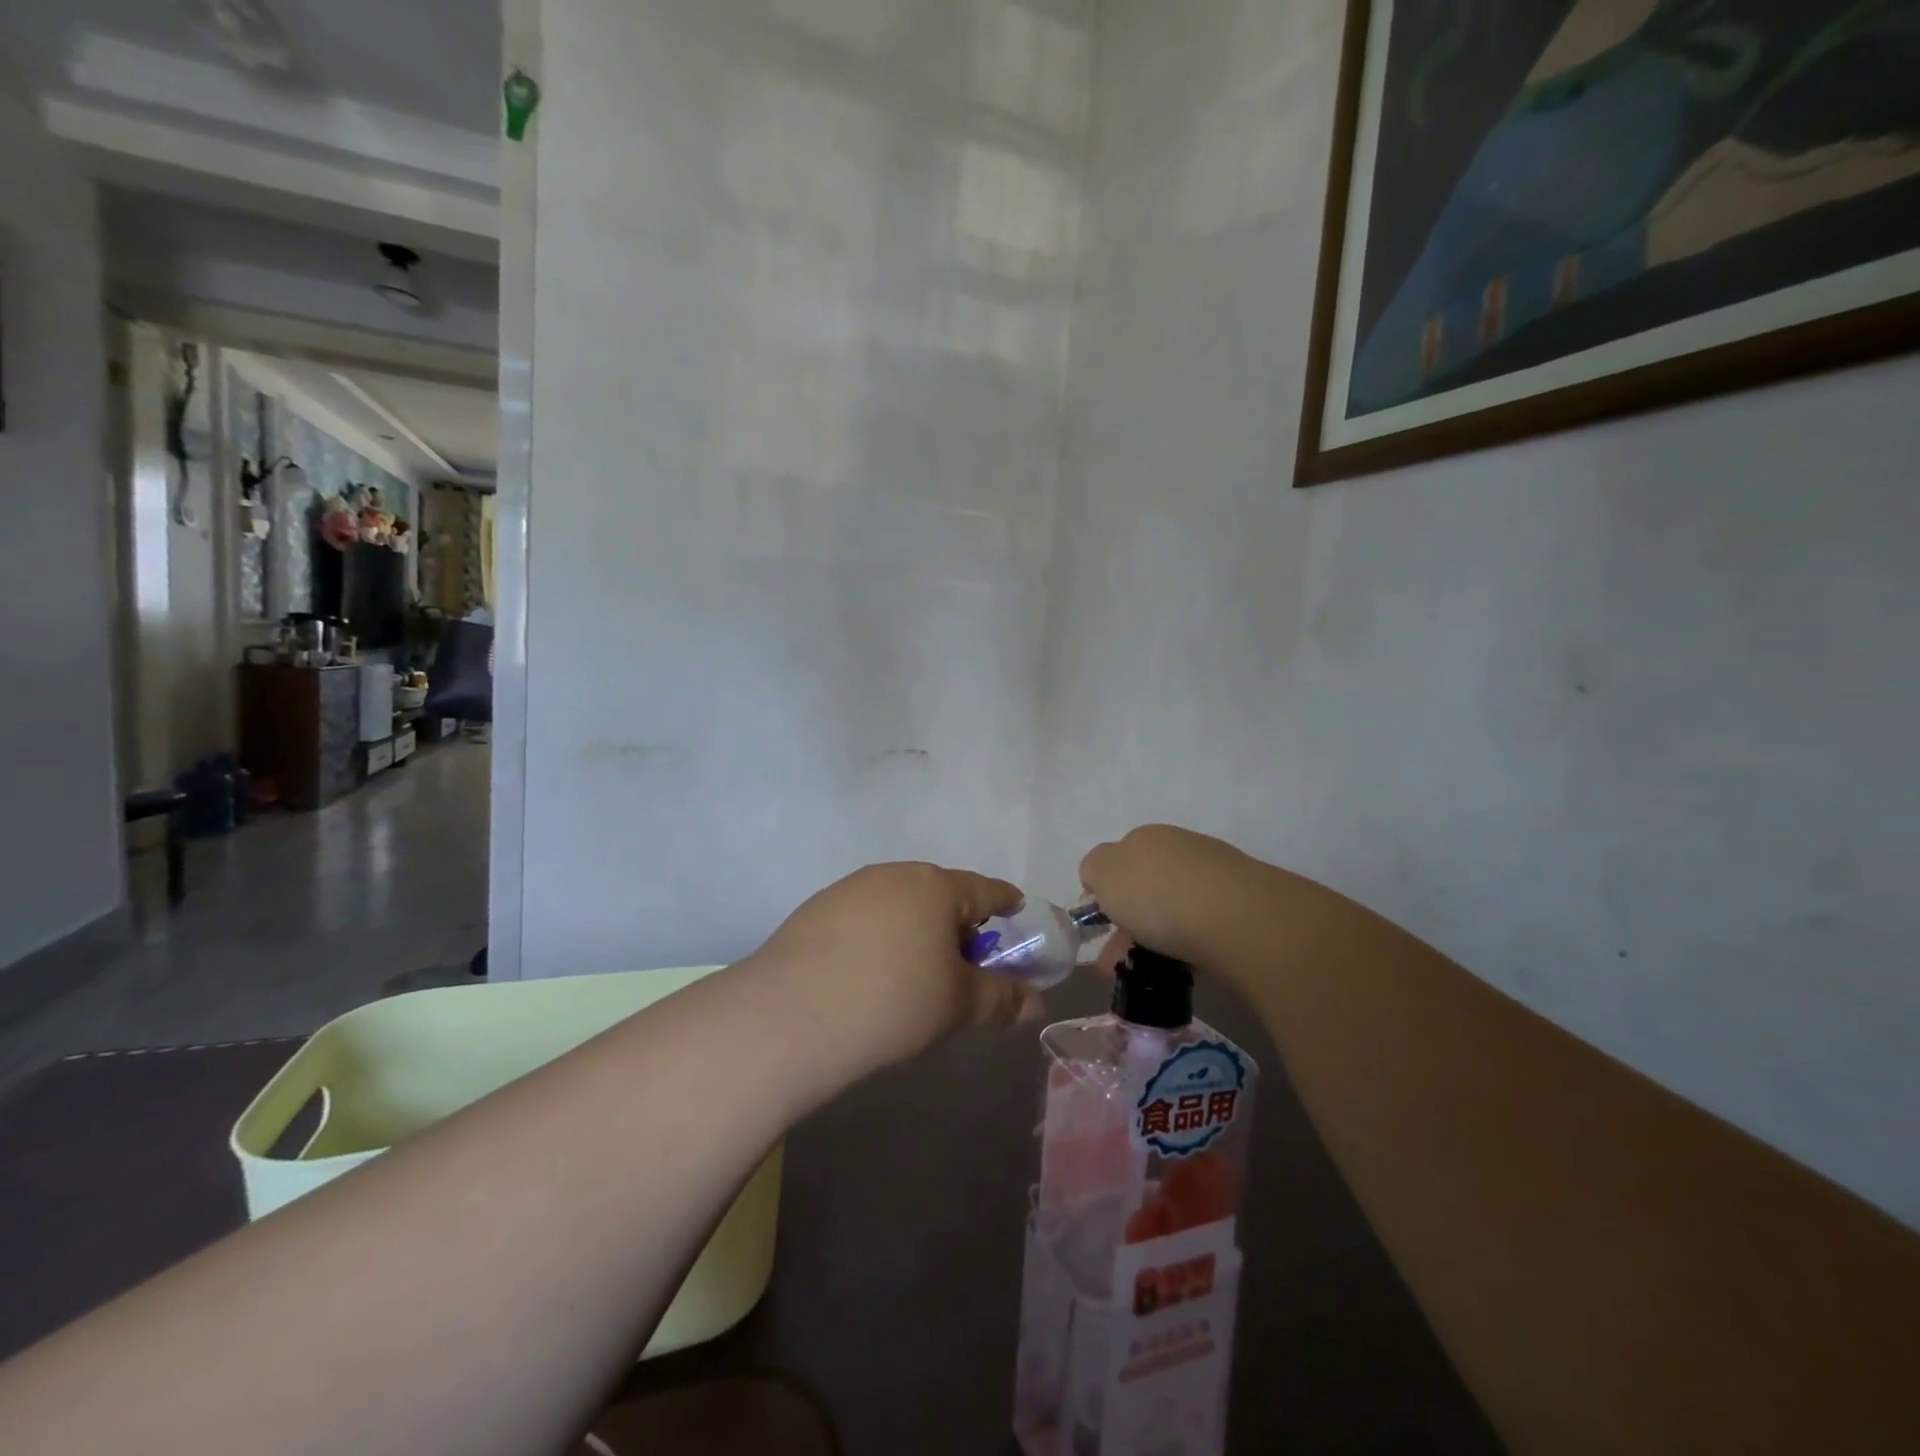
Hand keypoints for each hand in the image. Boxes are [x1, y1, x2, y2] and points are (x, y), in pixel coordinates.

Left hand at [749, 863, 1037, 1076]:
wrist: (792, 1015)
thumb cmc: (893, 1002)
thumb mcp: (958, 1005)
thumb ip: (1001, 998)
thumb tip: (1035, 1004)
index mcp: (936, 886)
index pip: (987, 889)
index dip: (1007, 904)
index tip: (1016, 916)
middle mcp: (895, 874)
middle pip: (941, 893)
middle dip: (958, 924)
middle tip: (963, 965)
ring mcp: (851, 887)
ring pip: (900, 903)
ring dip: (917, 929)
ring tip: (913, 974)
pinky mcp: (817, 908)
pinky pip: (865, 916)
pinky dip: (879, 936)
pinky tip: (868, 973)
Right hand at [1079, 825, 1260, 967]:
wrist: (1237, 918)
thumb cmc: (1158, 894)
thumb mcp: (1104, 873)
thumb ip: (1094, 868)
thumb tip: (1101, 875)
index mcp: (1145, 837)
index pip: (1115, 861)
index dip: (1103, 894)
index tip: (1099, 928)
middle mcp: (1180, 847)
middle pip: (1144, 885)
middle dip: (1127, 922)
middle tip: (1116, 961)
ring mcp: (1215, 873)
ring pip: (1173, 907)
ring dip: (1155, 936)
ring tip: (1146, 973)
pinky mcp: (1242, 904)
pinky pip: (1201, 925)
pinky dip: (1186, 943)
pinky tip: (1183, 965)